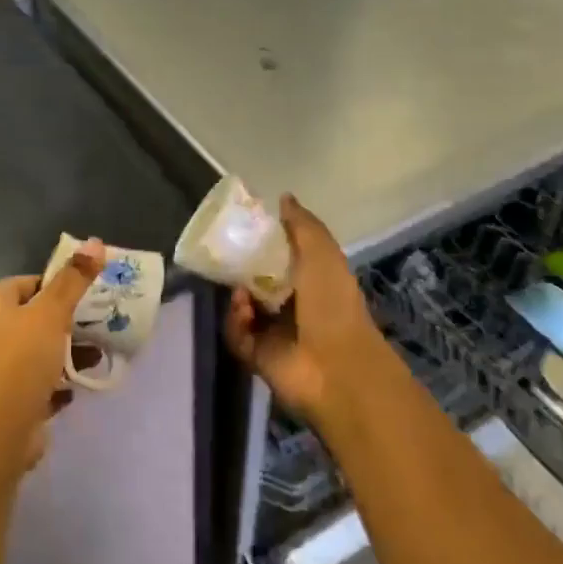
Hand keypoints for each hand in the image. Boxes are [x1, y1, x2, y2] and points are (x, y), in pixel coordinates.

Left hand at [0, 240, 104, 465]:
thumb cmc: (22, 361)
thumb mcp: (52, 313)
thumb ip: (74, 279)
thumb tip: (95, 242)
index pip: (23, 283)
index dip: (51, 283)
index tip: (81, 291)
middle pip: (34, 318)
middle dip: (67, 320)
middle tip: (98, 320)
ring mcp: (0, 371)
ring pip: (40, 352)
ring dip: (68, 352)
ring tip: (99, 354)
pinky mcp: (11, 401)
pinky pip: (40, 384)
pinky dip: (60, 383)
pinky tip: (80, 386)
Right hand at [224, 195, 393, 428]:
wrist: (336, 366)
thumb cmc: (333, 303)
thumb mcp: (322, 253)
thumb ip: (302, 225)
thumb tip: (283, 197)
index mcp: (311, 278)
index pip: (280, 254)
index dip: (262, 240)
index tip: (243, 226)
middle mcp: (292, 303)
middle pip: (256, 279)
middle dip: (241, 267)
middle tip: (225, 254)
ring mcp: (273, 330)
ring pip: (242, 304)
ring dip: (238, 294)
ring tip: (240, 290)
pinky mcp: (256, 353)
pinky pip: (235, 331)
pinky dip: (236, 319)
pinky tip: (243, 310)